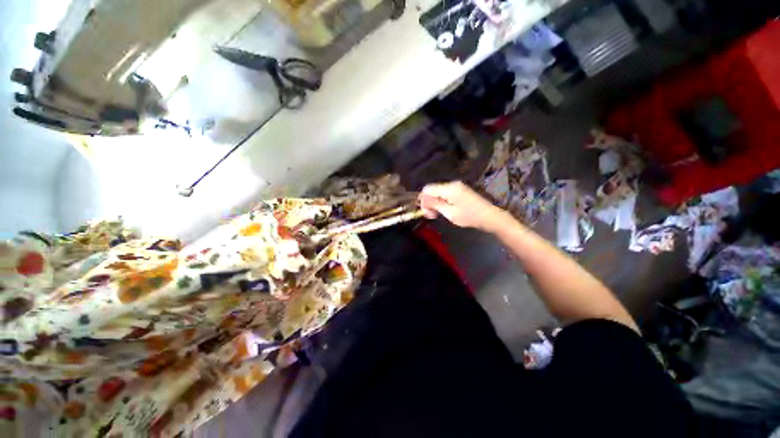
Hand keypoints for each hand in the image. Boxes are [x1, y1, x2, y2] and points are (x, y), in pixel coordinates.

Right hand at [419, 182, 505, 230]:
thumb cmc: (469, 216)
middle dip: (429, 202)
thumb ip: (435, 205)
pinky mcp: (460, 190)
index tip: (426, 212)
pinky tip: (444, 210)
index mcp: (449, 189)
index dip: (423, 200)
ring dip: (435, 202)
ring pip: (438, 192)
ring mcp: (457, 186)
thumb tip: (423, 200)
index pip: (428, 189)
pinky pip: (445, 193)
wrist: (489, 216)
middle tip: (431, 216)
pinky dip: (441, 201)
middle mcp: (452, 184)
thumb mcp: (450, 213)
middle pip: (432, 190)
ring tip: (437, 214)